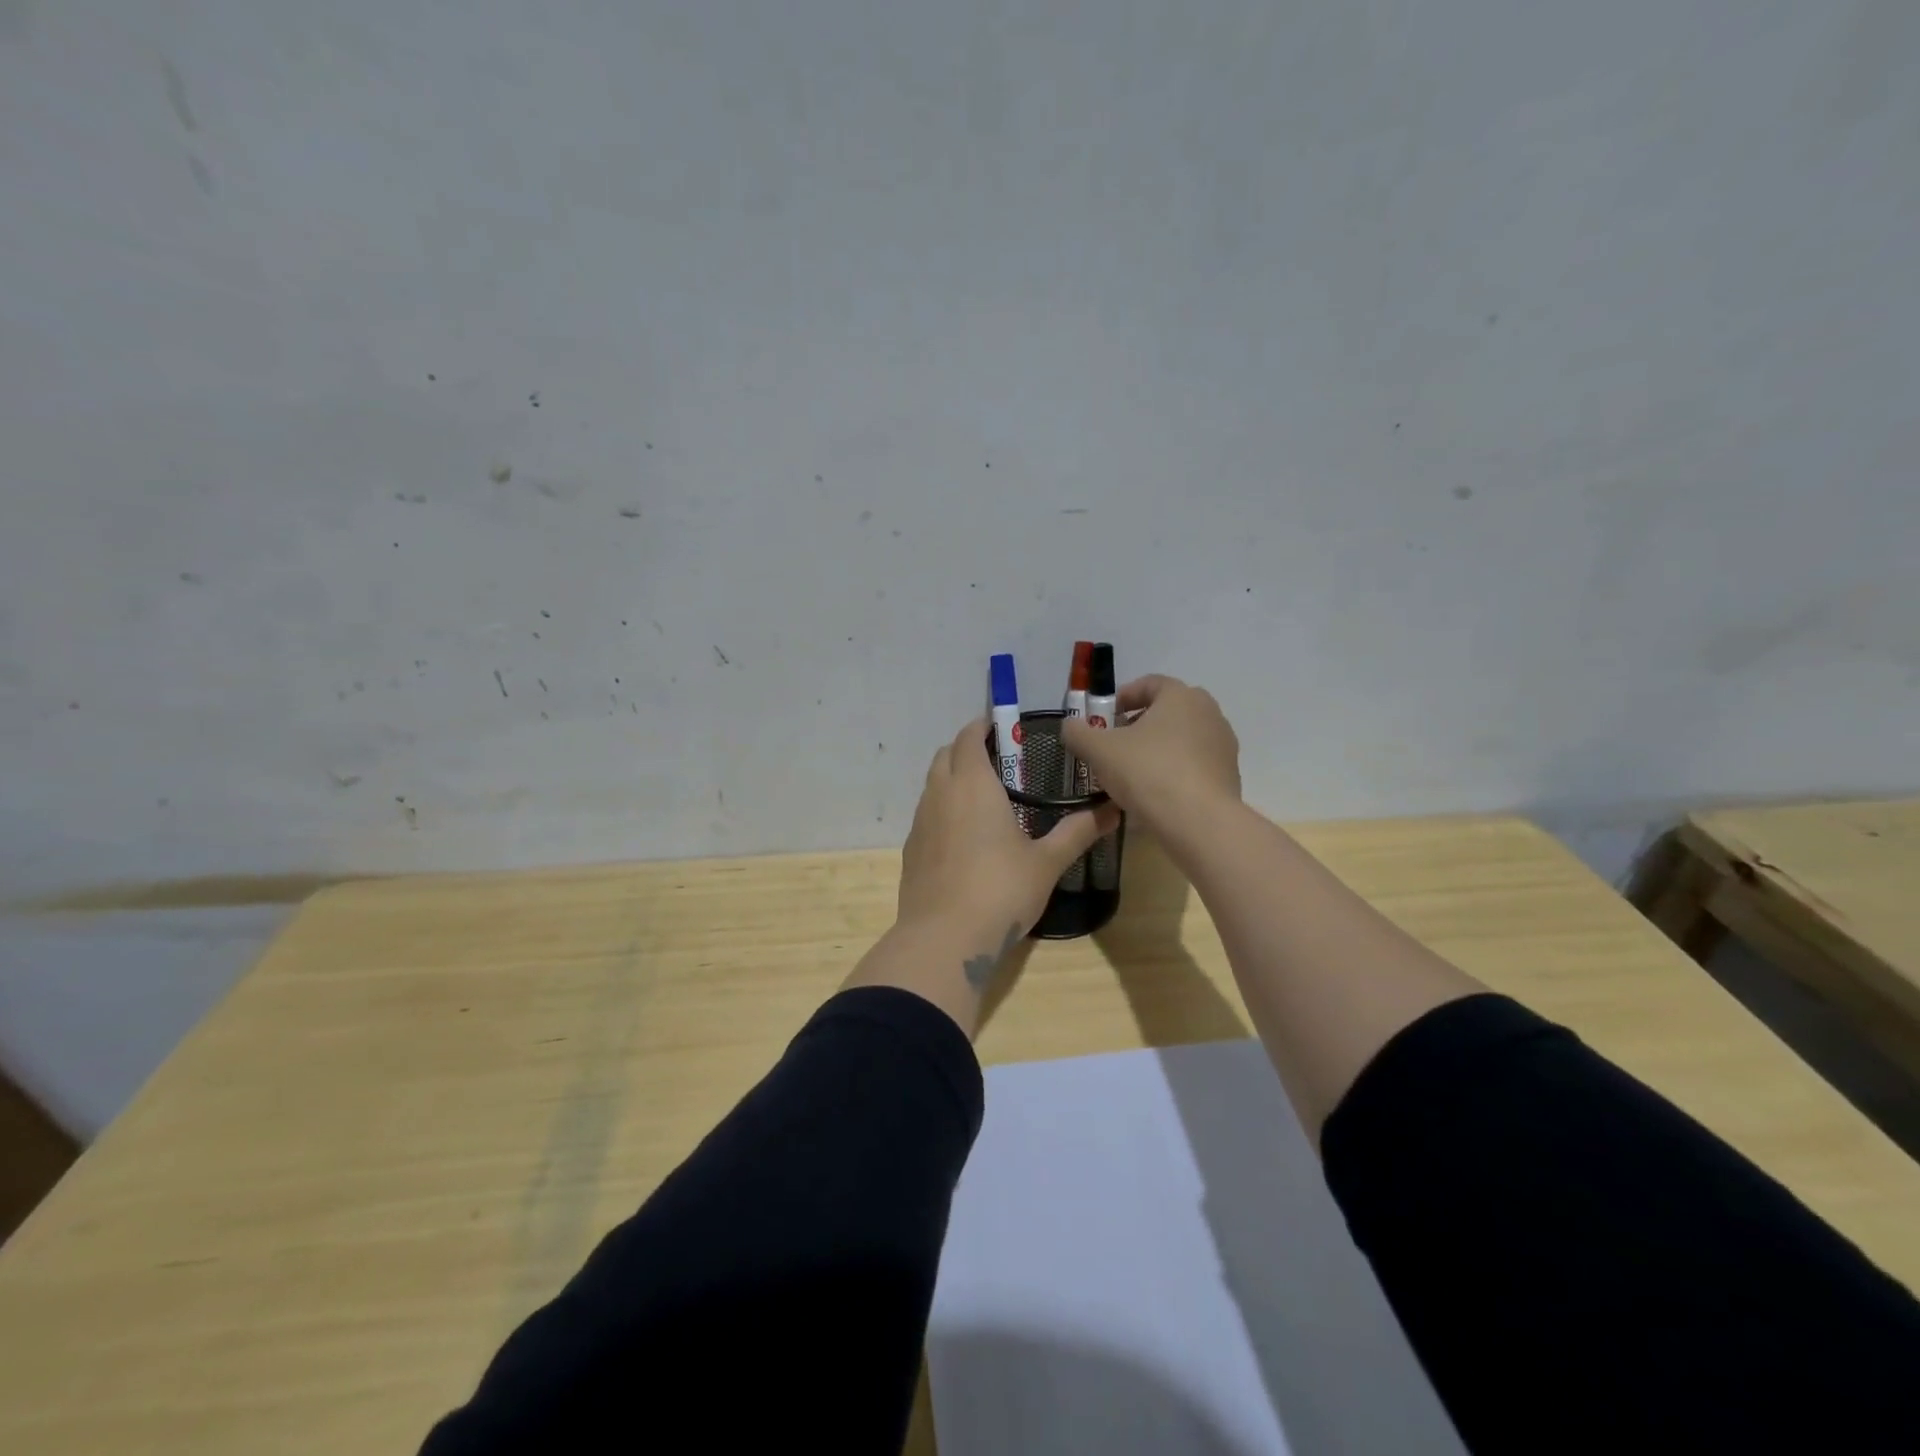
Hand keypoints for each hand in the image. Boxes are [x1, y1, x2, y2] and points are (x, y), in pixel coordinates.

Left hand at [897, 716, 1120, 944]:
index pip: (969, 737)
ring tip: (984, 798)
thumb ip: (1078, 832)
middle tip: (998, 762)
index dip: (982, 727)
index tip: (1002, 728)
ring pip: (932, 784)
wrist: (944, 939)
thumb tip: (1112, 810)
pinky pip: (927, 814)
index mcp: (973, 785)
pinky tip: (964, 837)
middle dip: (966, 749)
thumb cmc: (1000, 890)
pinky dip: (943, 810)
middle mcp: (941, 794)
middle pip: (945, 755)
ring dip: (952, 779)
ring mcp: (920, 822)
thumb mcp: (1046, 862)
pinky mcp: (911, 850)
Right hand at [1059, 675, 1240, 833]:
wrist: (1199, 822)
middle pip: (1167, 710)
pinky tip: (1156, 793)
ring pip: (1182, 738)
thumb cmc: (1148, 773)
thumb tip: (1069, 725)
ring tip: (1133, 773)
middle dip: (1139, 724)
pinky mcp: (1229, 775)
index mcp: (1181, 696)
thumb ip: (1078, 733)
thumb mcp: (1099, 751)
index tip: (1105, 719)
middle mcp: (1208, 713)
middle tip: (1115, 745)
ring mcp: (1223, 745)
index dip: (1122, 698)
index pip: (1149, 684)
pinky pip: (1195, 764)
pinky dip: (1175, 771)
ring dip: (1158, 749)